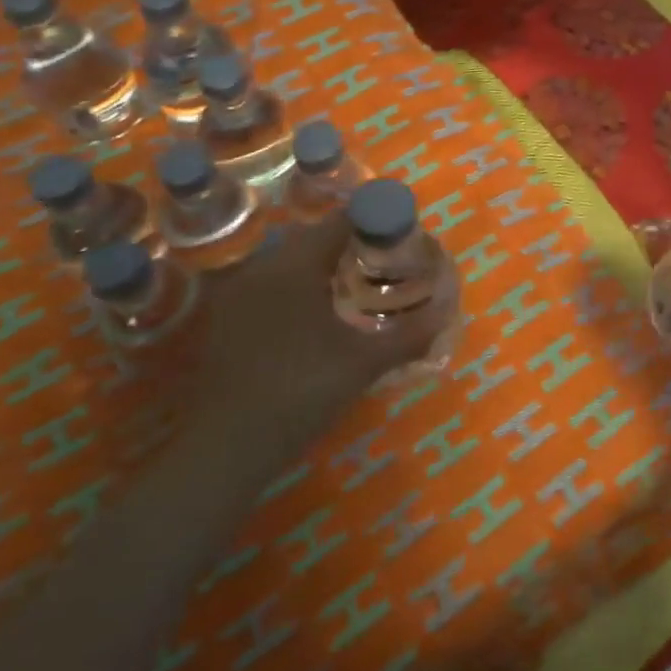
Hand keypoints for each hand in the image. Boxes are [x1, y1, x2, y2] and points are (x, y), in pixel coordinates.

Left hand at [194, 215, 433, 424]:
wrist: (225, 449)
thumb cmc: (300, 393)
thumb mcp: (363, 364)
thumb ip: (408, 335)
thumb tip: (445, 313)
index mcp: (294, 266)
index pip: (340, 222)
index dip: (374, 223)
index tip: (401, 239)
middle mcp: (261, 268)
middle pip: (314, 240)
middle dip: (351, 247)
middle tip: (385, 266)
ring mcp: (237, 295)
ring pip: (289, 265)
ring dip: (323, 270)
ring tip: (356, 291)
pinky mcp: (224, 321)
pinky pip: (269, 289)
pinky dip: (297, 292)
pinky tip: (316, 321)